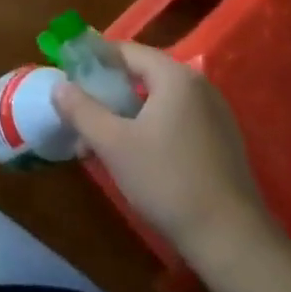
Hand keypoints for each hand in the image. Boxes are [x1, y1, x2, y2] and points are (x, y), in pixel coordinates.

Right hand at [53, 43, 277, 265]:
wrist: (231, 240)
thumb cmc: (167, 181)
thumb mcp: (113, 144)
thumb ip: (82, 110)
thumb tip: (59, 85)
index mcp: (175, 77)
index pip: (126, 51)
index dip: (94, 59)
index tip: (68, 74)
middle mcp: (199, 86)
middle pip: (143, 75)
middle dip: (107, 92)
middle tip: (80, 112)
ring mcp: (215, 115)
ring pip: (158, 101)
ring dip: (126, 114)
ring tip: (100, 140)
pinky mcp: (222, 142)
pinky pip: (176, 121)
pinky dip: (150, 128)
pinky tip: (134, 156)